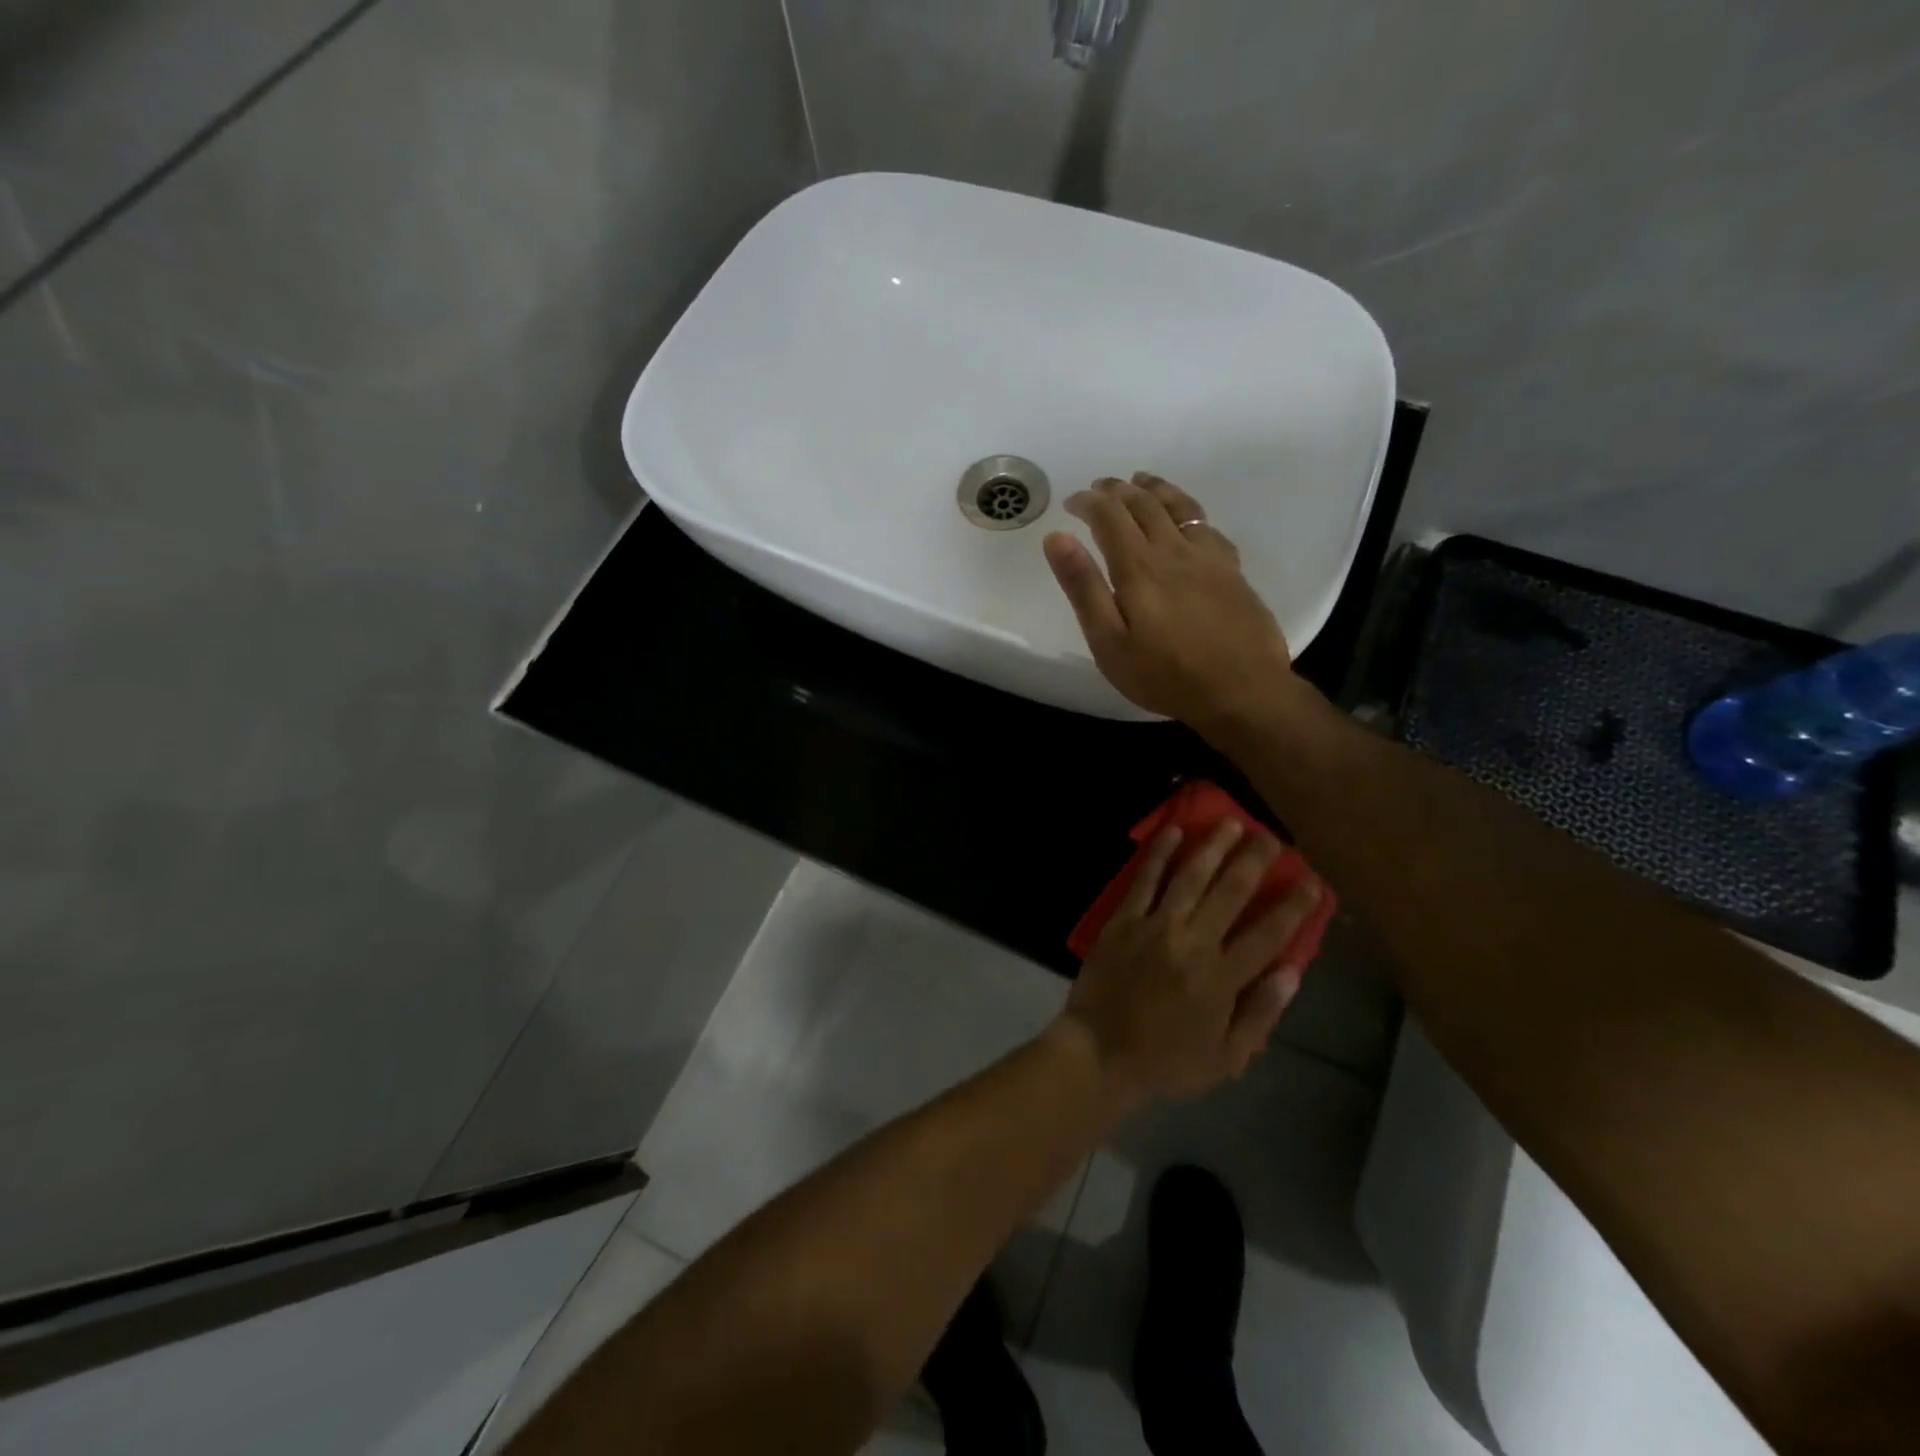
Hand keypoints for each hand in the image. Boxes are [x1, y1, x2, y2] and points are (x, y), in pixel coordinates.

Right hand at [1043, 473, 1295, 728]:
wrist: (1241, 691)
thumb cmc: (1164, 674)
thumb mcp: (1109, 642)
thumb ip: (1083, 587)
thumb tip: (1057, 538)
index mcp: (1138, 567)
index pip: (1109, 516)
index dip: (1088, 502)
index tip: (1071, 501)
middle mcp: (1174, 550)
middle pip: (1144, 504)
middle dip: (1117, 490)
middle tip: (1099, 487)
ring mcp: (1208, 558)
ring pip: (1179, 507)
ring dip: (1155, 489)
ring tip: (1141, 481)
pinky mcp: (1232, 571)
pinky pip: (1207, 525)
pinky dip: (1188, 510)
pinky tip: (1186, 518)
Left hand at [1060, 820, 1322, 1110]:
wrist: (1100, 1053)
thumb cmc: (1166, 1060)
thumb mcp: (1226, 1056)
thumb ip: (1261, 1013)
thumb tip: (1291, 971)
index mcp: (1221, 978)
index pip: (1267, 933)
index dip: (1293, 905)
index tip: (1310, 879)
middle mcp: (1192, 943)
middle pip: (1230, 893)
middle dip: (1255, 861)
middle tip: (1271, 837)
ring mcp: (1154, 927)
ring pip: (1190, 877)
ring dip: (1213, 847)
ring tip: (1231, 823)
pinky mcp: (1122, 921)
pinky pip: (1144, 881)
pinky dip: (1159, 855)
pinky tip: (1173, 832)